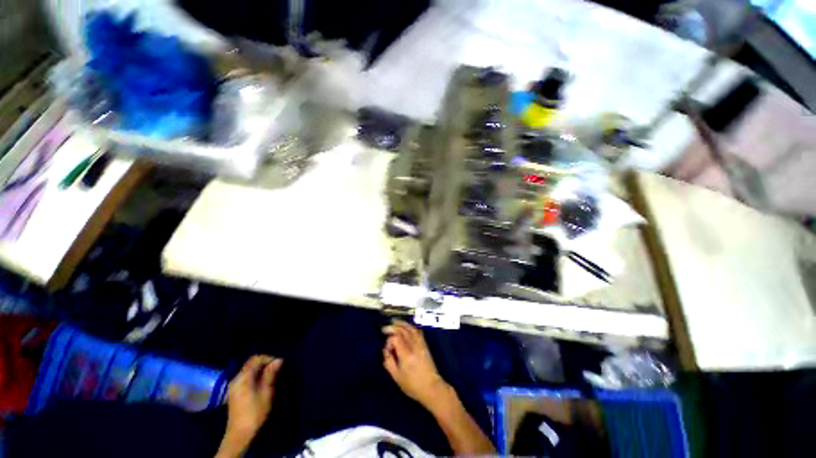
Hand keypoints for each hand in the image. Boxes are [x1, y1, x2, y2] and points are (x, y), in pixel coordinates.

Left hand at [222, 356, 282, 449]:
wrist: (239, 434)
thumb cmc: (255, 413)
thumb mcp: (266, 393)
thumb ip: (270, 375)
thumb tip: (278, 360)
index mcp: (243, 378)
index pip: (255, 359)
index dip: (268, 358)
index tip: (279, 364)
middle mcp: (236, 379)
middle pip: (250, 364)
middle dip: (264, 364)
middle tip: (276, 370)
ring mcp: (233, 386)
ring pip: (248, 370)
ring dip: (260, 370)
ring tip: (271, 377)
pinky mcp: (234, 392)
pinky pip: (245, 377)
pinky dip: (254, 376)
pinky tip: (261, 384)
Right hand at [382, 320, 449, 408]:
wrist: (431, 387)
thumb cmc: (413, 385)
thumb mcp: (397, 377)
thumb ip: (389, 363)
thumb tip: (385, 351)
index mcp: (406, 354)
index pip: (396, 338)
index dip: (389, 341)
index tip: (387, 350)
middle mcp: (414, 346)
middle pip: (403, 331)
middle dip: (393, 327)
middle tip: (385, 328)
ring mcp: (420, 344)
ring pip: (410, 329)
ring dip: (402, 324)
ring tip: (394, 322)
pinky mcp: (425, 345)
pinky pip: (417, 331)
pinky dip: (411, 327)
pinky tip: (407, 327)